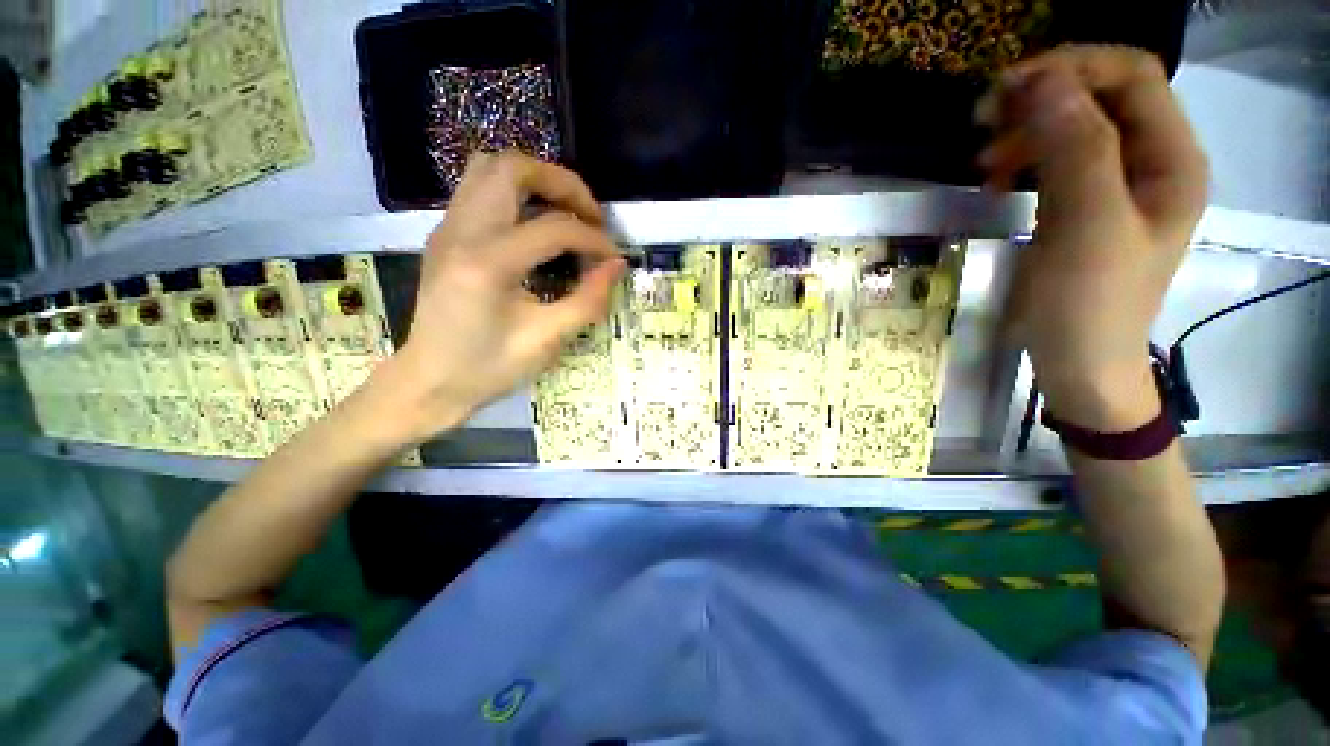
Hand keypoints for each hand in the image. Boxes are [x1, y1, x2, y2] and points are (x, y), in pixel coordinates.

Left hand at [383, 152, 624, 441]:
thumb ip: (588, 300)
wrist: (430, 382)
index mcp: (488, 263)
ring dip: (536, 181)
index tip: (613, 258)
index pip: (554, 228)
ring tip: (565, 213)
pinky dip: (515, 194)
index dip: (593, 239)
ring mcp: (447, 228)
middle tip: (589, 215)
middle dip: (562, 183)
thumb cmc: (489, 368)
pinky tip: (535, 227)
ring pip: (490, 168)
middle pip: (512, 167)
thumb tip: (616, 266)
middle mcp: (462, 232)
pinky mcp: (445, 234)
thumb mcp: (547, 341)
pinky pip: (480, 189)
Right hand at [975, 45, 1209, 429]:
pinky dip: (1023, 159)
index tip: (1008, 89)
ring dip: (1027, 129)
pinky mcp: (1085, 204)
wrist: (1078, 362)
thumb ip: (1077, 150)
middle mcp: (1152, 161)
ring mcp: (1118, 184)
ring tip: (983, 159)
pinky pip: (1056, 160)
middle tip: (984, 118)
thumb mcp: (1088, 226)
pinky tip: (994, 179)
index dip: (1074, 67)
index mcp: (1172, 159)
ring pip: (1075, 125)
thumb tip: (1042, 83)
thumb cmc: (1090, 304)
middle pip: (1102, 94)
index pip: (1131, 76)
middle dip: (1045, 94)